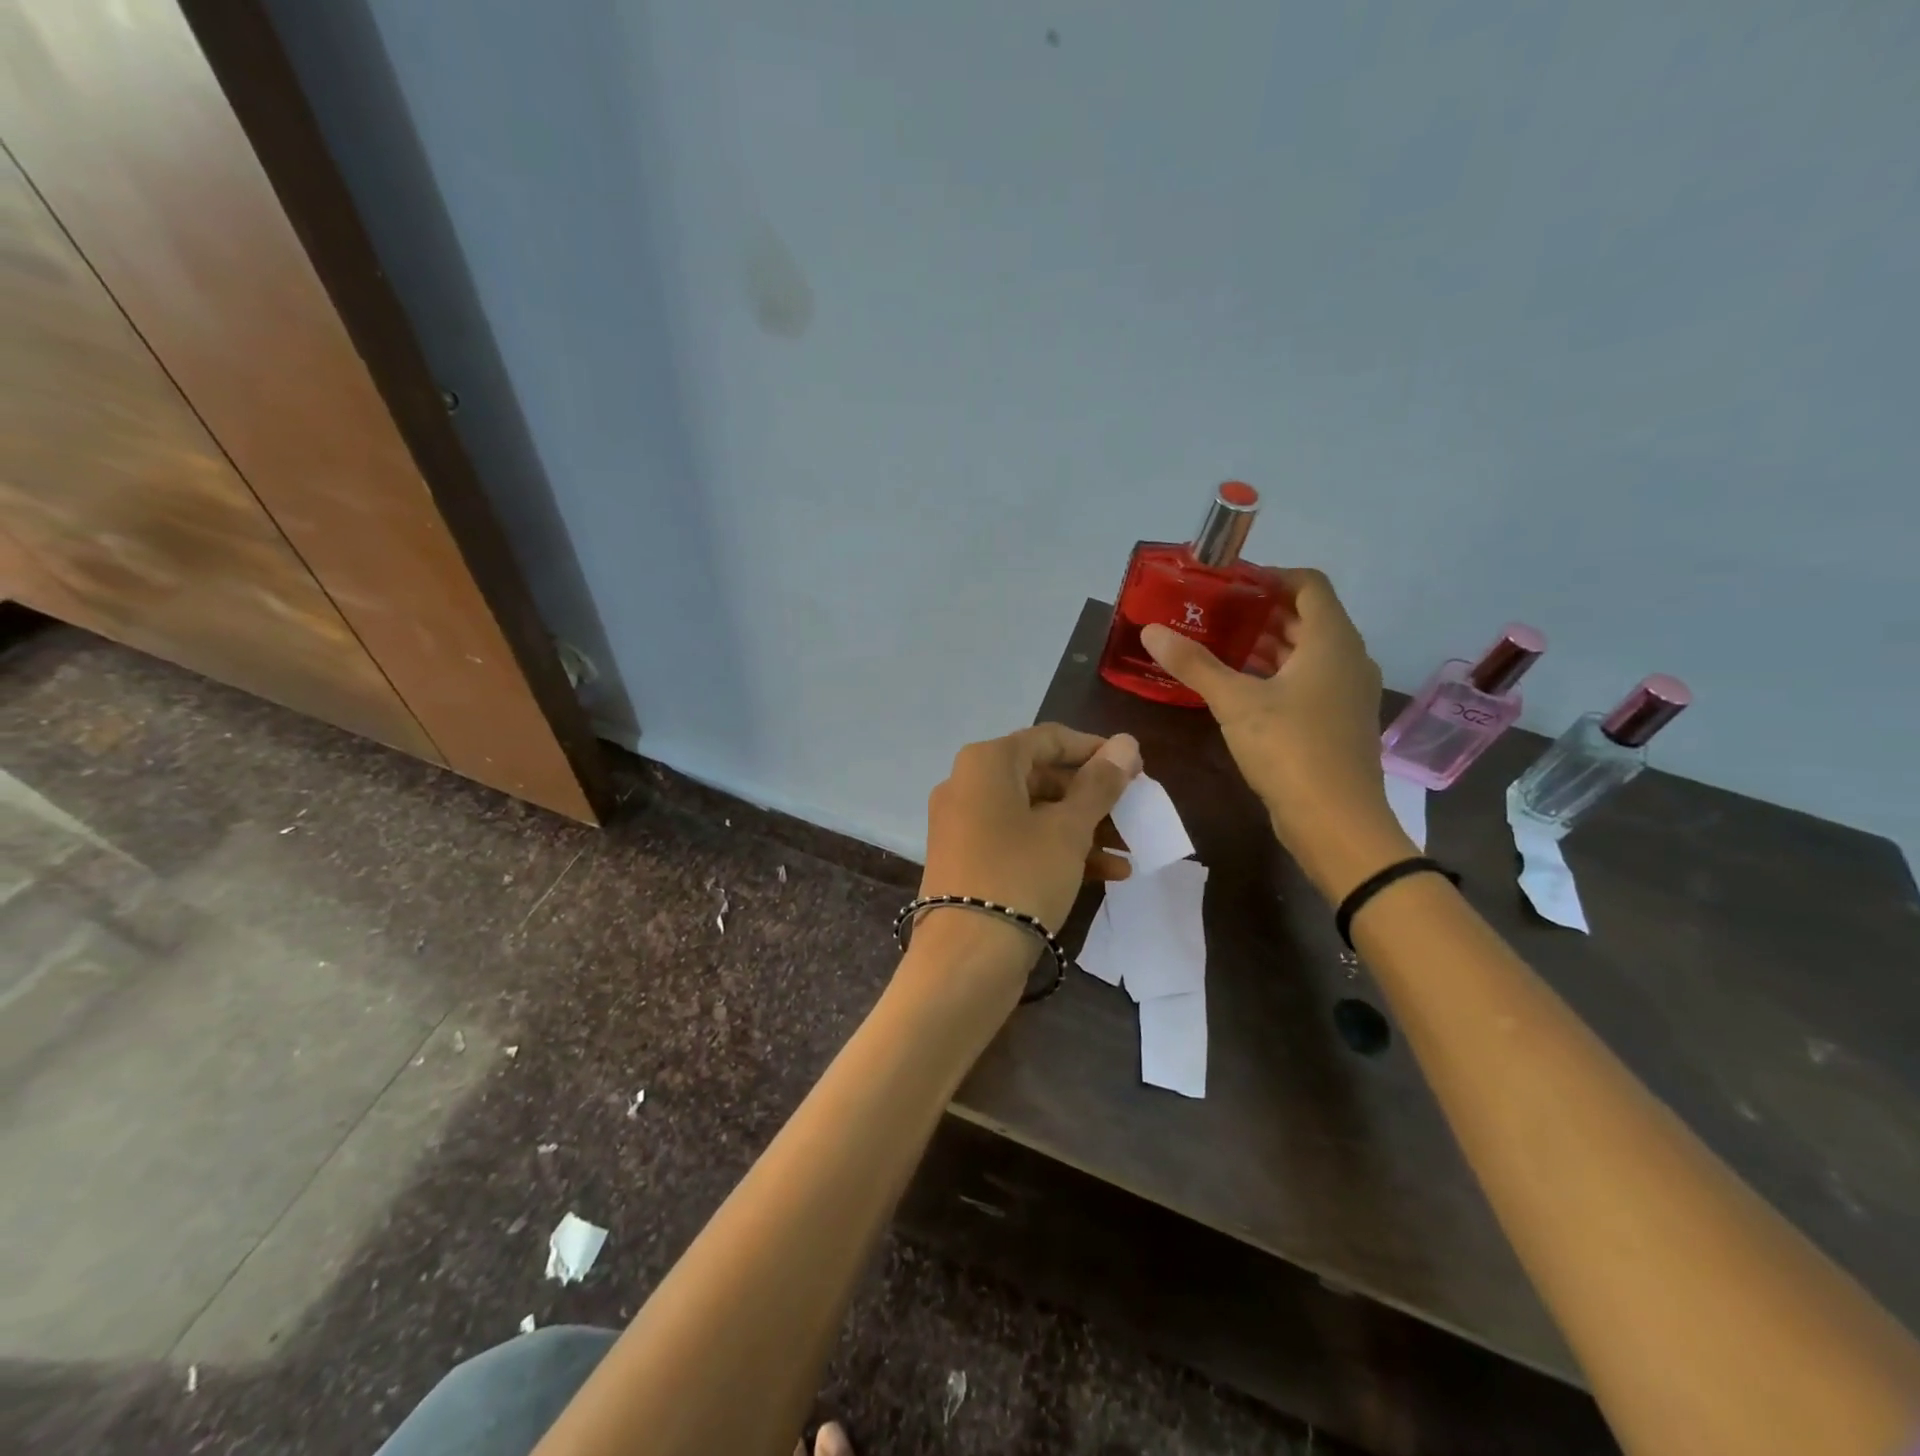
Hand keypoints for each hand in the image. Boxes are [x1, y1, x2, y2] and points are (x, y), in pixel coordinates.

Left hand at [918, 724, 1142, 965]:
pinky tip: (1106, 873)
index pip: (1050, 739)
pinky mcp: (968, 859)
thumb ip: (1100, 784)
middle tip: (1133, 814)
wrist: (966, 957)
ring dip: (1082, 829)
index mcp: (987, 762)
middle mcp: (968, 784)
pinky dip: (1057, 850)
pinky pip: (1019, 841)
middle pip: (1042, 776)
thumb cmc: (1022, 876)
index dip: (1095, 751)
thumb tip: (1126, 743)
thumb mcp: (1069, 829)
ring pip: (1034, 813)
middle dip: (1092, 797)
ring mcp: (964, 824)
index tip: (1134, 769)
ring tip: (1127, 850)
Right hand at [1142, 568, 1410, 897]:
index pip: (1308, 584)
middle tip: (1213, 614)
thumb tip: (1151, 631)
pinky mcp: (1338, 721)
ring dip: (1268, 644)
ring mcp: (1347, 692)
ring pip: (1308, 652)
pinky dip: (1277, 674)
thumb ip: (1194, 664)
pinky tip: (1241, 689)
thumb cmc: (1290, 748)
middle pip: (1307, 617)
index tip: (1228, 584)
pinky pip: (1309, 680)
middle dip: (1261, 611)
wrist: (1336, 821)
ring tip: (1219, 646)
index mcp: (1331, 640)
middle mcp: (1347, 658)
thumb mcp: (1234, 702)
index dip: (1270, 576)